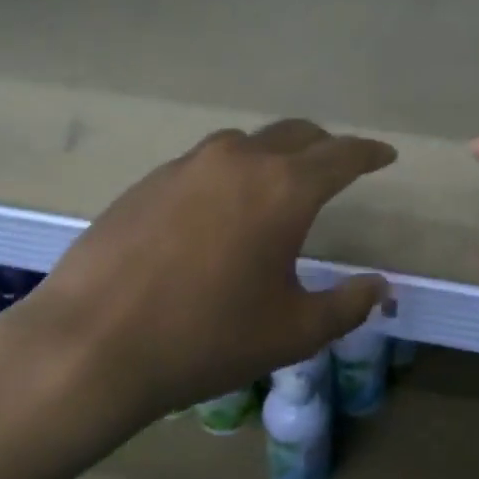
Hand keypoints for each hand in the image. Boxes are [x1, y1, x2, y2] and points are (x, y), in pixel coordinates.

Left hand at [19, 120, 393, 423]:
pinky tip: (218, 209)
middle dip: (324, 146)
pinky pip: (204, 164)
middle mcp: (236, 161)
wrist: (93, 343)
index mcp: (282, 189)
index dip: (368, 154)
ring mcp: (186, 166)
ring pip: (244, 144)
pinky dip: (228, 173)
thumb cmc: (206, 339)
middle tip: (338, 166)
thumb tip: (379, 286)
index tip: (385, 155)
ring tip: (279, 183)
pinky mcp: (148, 182)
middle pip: (293, 135)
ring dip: (273, 155)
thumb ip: (347, 305)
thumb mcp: (292, 331)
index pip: (340, 156)